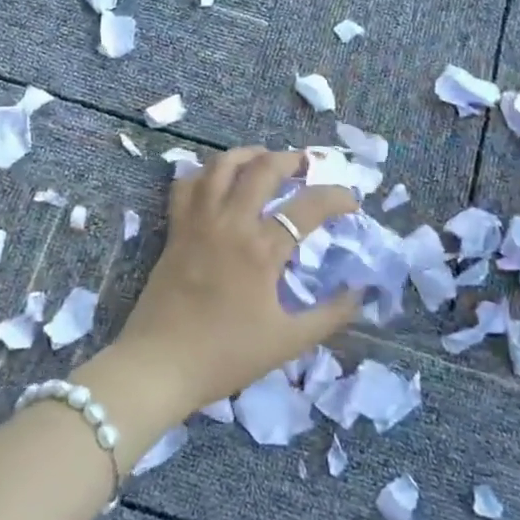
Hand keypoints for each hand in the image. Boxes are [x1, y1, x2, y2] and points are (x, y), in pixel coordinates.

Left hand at [109, 148, 360, 417]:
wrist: (160, 364)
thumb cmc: (225, 356)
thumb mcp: (287, 343)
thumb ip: (329, 316)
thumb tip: (359, 292)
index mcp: (262, 249)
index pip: (309, 206)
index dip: (337, 198)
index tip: (351, 203)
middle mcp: (231, 223)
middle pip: (263, 169)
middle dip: (291, 159)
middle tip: (306, 165)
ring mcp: (198, 221)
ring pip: (221, 165)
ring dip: (248, 154)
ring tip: (264, 159)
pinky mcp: (175, 229)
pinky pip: (186, 184)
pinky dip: (204, 173)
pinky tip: (216, 179)